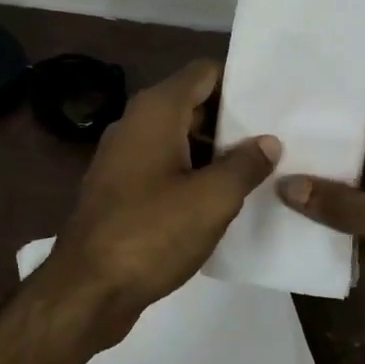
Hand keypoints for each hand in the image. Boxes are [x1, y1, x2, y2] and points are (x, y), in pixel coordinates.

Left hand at [46, 59, 278, 334]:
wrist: (87, 290)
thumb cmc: (153, 233)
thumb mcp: (213, 198)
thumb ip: (246, 164)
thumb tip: (268, 142)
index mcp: (156, 111)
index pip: (205, 72)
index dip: (240, 83)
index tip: (273, 104)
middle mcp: (136, 123)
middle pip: (193, 104)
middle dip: (233, 121)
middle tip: (277, 139)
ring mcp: (124, 157)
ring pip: (180, 139)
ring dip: (215, 152)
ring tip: (259, 171)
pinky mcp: (121, 189)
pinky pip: (165, 167)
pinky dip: (193, 175)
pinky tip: (222, 200)